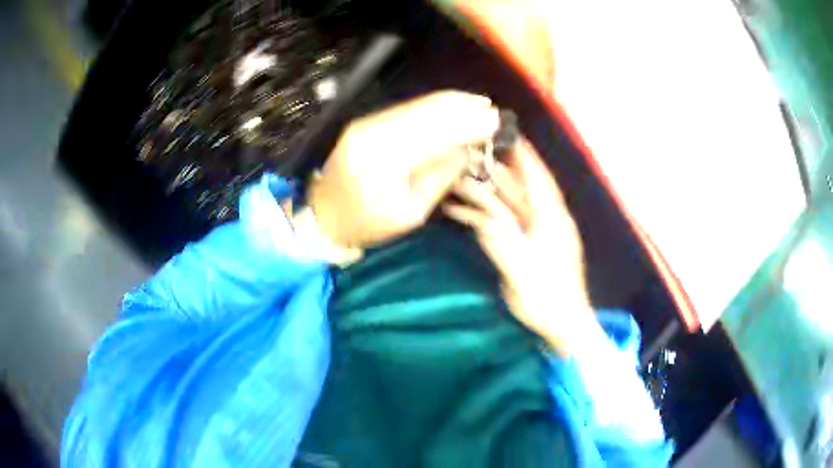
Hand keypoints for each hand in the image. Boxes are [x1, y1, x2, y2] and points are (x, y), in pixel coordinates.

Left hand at [308, 91, 499, 248]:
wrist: (326, 214)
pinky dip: (433, 106)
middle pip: (426, 113)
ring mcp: (366, 123)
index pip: (434, 135)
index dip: (467, 126)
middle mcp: (372, 134)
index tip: (496, 123)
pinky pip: (405, 108)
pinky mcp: (366, 121)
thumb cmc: (369, 223)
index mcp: (382, 163)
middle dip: (463, 110)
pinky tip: (453, 105)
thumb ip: (440, 176)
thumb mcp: (410, 212)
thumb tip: (468, 148)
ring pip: (416, 106)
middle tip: (493, 111)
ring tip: (480, 104)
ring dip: (451, 103)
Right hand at [443, 139, 598, 354]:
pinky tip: (465, 214)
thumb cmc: (548, 301)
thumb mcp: (523, 276)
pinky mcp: (532, 246)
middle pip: (521, 189)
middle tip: (472, 154)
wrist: (564, 325)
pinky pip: (508, 224)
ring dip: (487, 194)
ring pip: (511, 205)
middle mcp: (547, 221)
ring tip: (460, 180)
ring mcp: (540, 234)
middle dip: (497, 171)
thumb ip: (503, 247)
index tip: (510, 135)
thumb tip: (482, 221)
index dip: (525, 156)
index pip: (538, 180)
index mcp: (551, 222)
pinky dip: (487, 217)